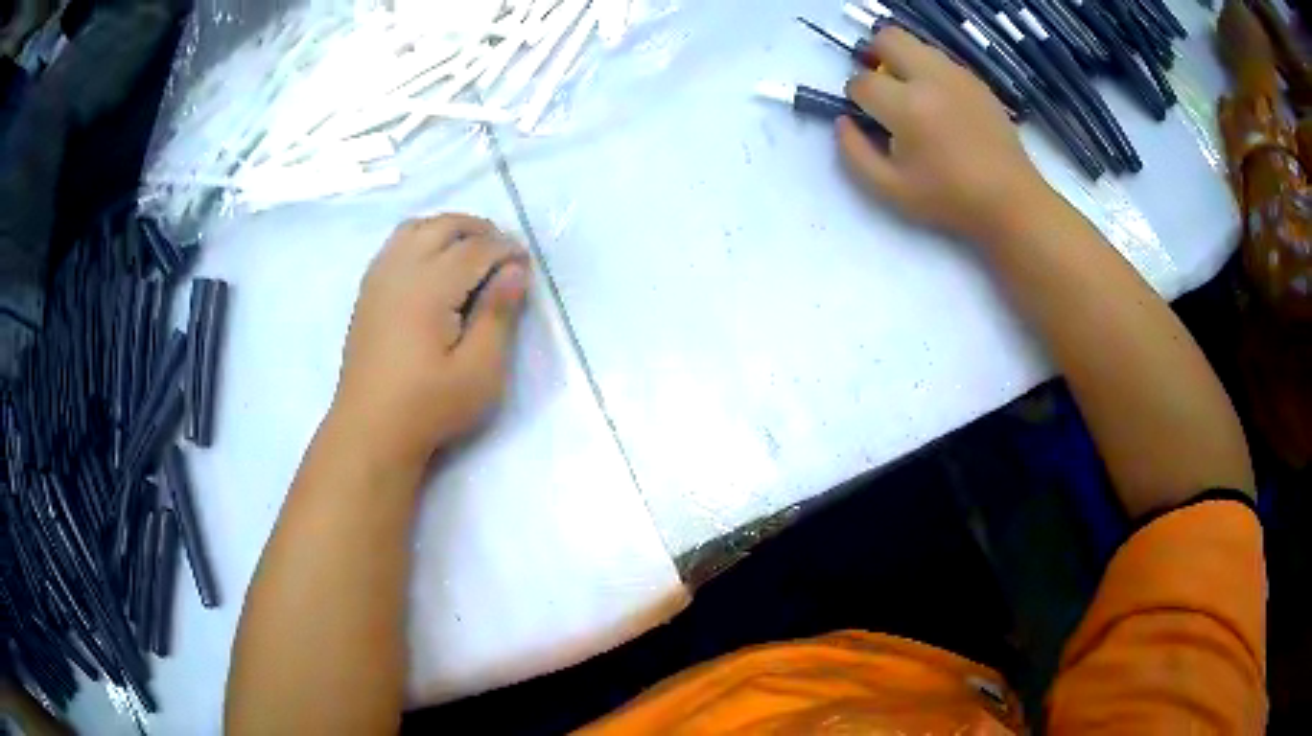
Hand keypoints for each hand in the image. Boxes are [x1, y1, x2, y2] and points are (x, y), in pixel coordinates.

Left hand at [330, 214, 529, 470]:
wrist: (371, 429)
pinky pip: (396, 244)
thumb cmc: (429, 406)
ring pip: (416, 227)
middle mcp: (401, 270)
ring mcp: (379, 278)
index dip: (506, 250)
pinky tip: (434, 265)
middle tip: (504, 253)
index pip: (476, 249)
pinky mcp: (368, 291)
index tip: (526, 265)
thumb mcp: (479, 370)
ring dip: (448, 229)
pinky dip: (422, 239)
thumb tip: (515, 270)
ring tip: (471, 252)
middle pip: (444, 226)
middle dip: (480, 230)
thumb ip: (498, 315)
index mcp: (430, 287)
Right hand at [838, 27, 1054, 245]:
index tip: (870, 119)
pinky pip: (940, 60)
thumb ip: (854, 153)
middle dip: (874, 58)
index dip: (856, 99)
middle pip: (887, 38)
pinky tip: (939, 106)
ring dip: (902, 62)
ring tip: (912, 97)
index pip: (861, 82)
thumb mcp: (890, 189)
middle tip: (882, 88)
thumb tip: (843, 122)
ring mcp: (957, 75)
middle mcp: (931, 78)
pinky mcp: (975, 81)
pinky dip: (929, 73)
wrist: (1010, 201)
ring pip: (915, 44)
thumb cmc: (950, 199)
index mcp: (907, 106)